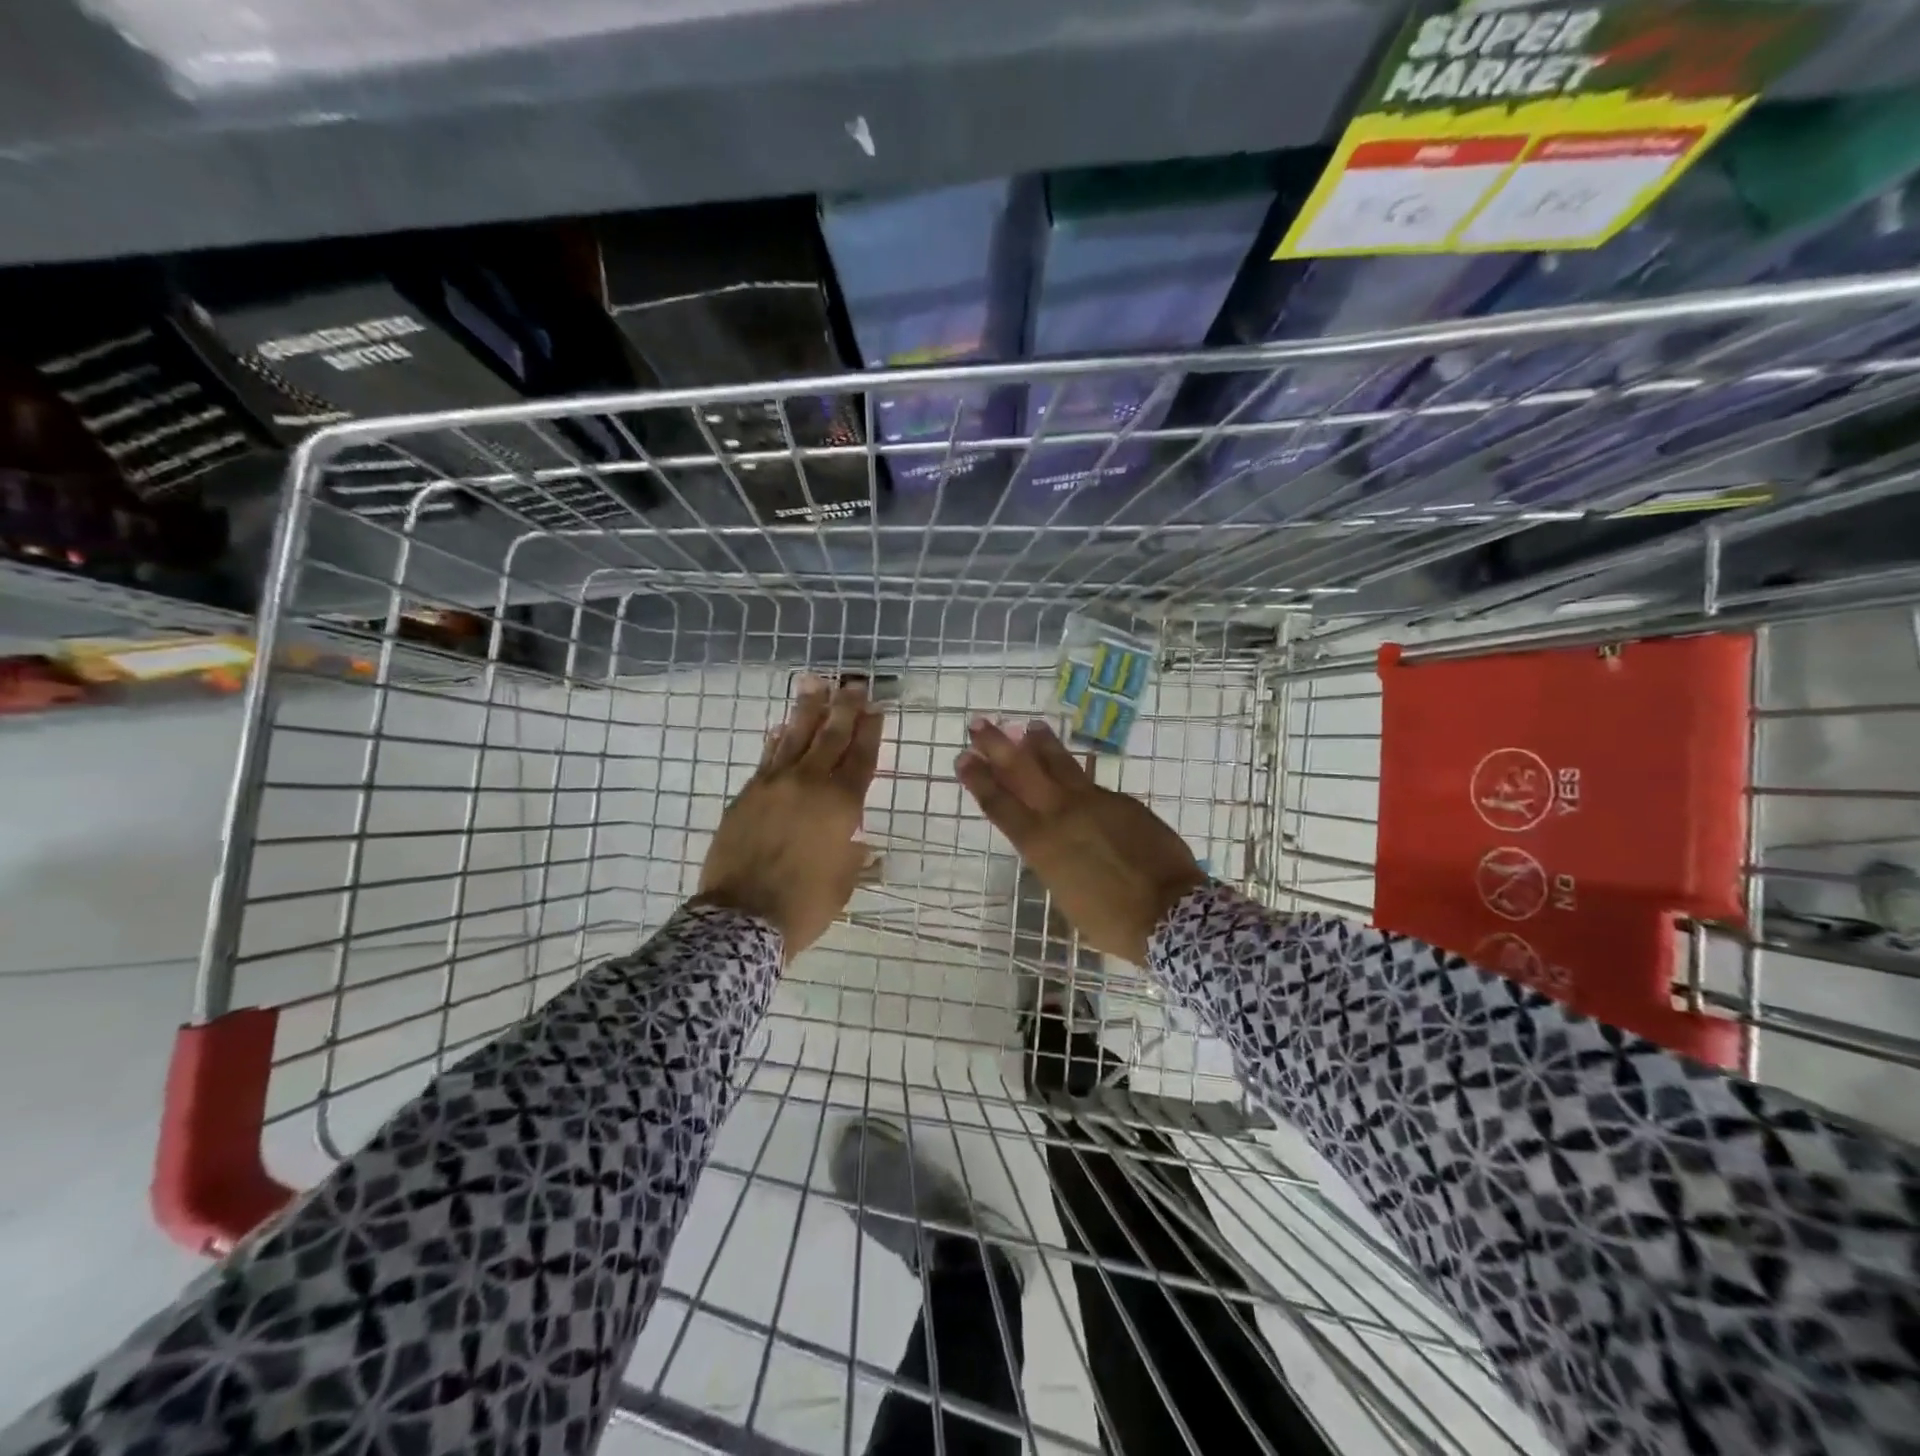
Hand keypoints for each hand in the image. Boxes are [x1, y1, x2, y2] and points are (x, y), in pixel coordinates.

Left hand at [698, 676, 882, 958]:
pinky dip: (778, 739)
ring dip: (808, 709)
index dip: (870, 731)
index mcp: (841, 805)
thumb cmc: (804, 905)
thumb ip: (853, 854)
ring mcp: (774, 785)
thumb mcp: (843, 882)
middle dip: (845, 708)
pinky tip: (782, 726)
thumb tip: (860, 843)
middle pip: (831, 736)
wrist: (741, 919)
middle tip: (854, 684)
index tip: (876, 708)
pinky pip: (767, 758)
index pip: (861, 757)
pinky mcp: (747, 794)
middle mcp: (810, 784)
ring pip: (795, 737)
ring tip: (816, 683)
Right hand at [955, 718, 1205, 964]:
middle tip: (980, 725)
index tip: (963, 757)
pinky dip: (1077, 774)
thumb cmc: (1110, 920)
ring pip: (1060, 764)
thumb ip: (1053, 860)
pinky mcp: (1123, 801)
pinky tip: (1074, 771)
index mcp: (1040, 843)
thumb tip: (1052, 843)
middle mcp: (1061, 814)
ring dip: (1041, 744)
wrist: (1168, 911)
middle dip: (997, 745)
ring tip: (1030, 726)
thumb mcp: (1065, 894)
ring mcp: (1094, 802)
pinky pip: (1092, 783)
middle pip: (1022, 770)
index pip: (1000, 804)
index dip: (979, 779)